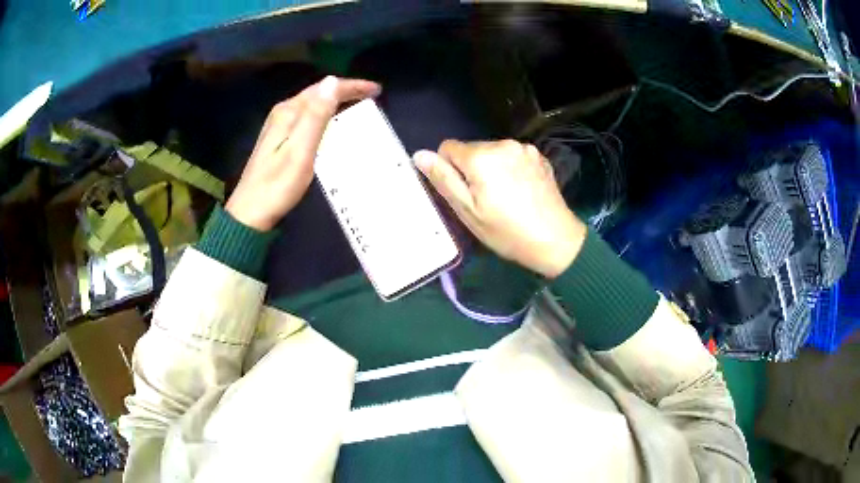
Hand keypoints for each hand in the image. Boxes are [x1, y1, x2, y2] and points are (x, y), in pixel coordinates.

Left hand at [226, 76, 380, 230]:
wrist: (251, 213)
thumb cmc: (278, 185)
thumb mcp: (301, 150)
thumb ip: (316, 116)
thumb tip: (332, 82)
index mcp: (289, 112)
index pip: (324, 89)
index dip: (352, 86)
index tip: (376, 90)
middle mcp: (283, 113)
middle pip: (318, 93)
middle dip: (345, 91)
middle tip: (370, 95)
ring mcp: (279, 126)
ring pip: (313, 104)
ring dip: (336, 101)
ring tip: (357, 105)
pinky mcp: (279, 139)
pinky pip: (308, 117)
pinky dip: (325, 114)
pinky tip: (332, 122)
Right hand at [414, 140, 586, 278]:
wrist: (556, 240)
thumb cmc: (507, 231)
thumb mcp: (468, 211)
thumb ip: (443, 179)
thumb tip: (419, 155)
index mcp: (482, 156)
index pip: (448, 147)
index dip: (449, 170)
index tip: (465, 194)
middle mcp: (503, 144)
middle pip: (472, 149)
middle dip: (472, 170)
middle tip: (486, 200)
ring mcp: (524, 148)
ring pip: (492, 152)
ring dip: (491, 168)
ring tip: (505, 197)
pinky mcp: (539, 156)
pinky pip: (512, 156)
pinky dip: (510, 169)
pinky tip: (521, 191)